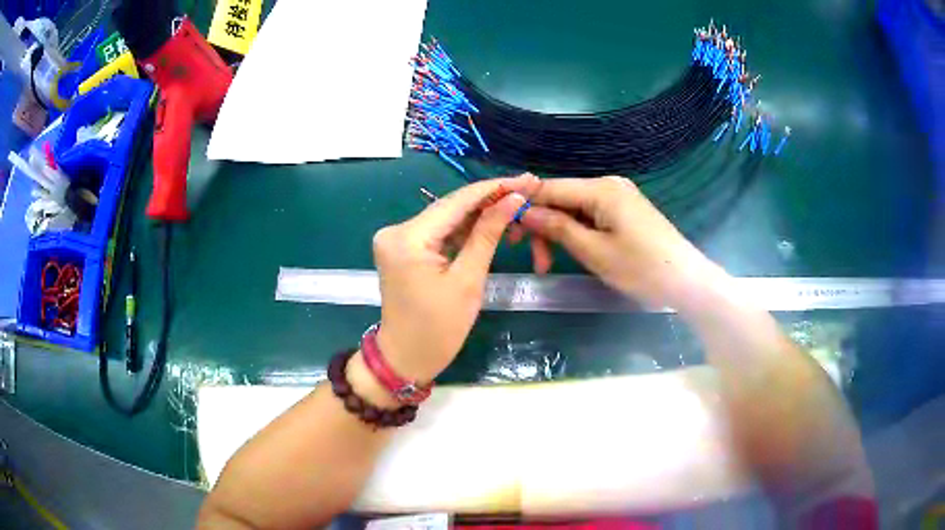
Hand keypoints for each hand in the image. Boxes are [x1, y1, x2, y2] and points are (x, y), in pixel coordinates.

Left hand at [372, 174, 539, 382]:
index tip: (526, 179)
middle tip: (527, 190)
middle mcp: (396, 229)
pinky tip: (492, 225)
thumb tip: (513, 199)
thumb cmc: (438, 330)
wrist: (406, 358)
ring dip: (480, 215)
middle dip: (490, 200)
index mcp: (408, 237)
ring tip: (517, 208)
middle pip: (451, 207)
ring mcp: (397, 239)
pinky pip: (439, 232)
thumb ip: (488, 234)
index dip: (495, 188)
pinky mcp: (403, 249)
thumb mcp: (468, 280)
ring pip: (447, 218)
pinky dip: (465, 230)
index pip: (457, 201)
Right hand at [519, 176, 725, 310]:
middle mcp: (608, 185)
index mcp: (601, 188)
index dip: (524, 206)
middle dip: (543, 226)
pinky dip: (577, 233)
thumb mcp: (594, 252)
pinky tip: (572, 251)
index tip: (507, 232)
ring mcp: (618, 197)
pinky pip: (590, 215)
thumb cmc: (641, 268)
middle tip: (535, 261)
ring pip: (574, 209)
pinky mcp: (625, 211)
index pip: (550, 188)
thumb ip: (557, 227)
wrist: (686, 281)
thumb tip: (523, 212)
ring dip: (558, 233)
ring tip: (549, 264)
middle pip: (561, 198)